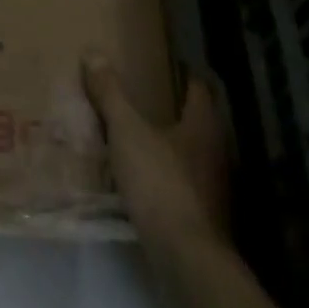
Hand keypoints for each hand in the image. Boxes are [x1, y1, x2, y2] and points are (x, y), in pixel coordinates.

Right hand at [82, 54, 229, 250]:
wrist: (185, 254)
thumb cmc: (160, 182)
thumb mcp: (127, 132)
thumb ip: (111, 95)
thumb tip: (93, 52)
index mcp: (203, 126)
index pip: (199, 90)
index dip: (184, 76)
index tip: (168, 66)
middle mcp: (215, 152)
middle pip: (196, 122)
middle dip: (174, 111)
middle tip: (144, 99)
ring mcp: (212, 186)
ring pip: (190, 154)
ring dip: (169, 145)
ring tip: (138, 138)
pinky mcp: (202, 214)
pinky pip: (182, 183)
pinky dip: (165, 175)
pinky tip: (143, 179)